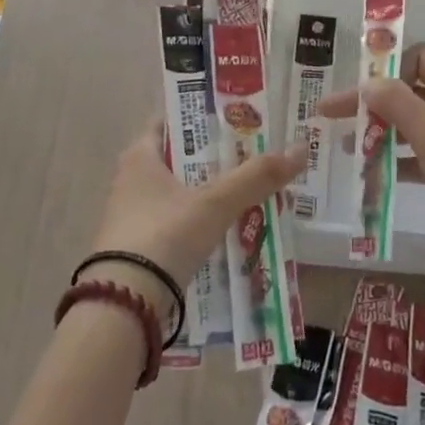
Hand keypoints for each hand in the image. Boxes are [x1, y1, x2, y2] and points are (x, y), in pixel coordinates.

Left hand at [88, 121, 306, 311]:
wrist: (123, 306)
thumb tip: (301, 149)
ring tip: (251, 191)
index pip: (171, 121)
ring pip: (181, 194)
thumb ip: (256, 177)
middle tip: (255, 155)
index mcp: (140, 156)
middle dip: (216, 159)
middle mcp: (131, 180)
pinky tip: (230, 229)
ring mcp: (132, 217)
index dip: (203, 117)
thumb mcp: (215, 202)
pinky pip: (178, 224)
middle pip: (180, 159)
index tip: (237, 118)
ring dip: (211, 193)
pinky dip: (201, 223)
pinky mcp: (138, 250)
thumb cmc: (164, 235)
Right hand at [320, 44, 424, 288]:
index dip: (385, 69)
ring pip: (415, 125)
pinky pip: (423, 155)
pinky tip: (373, 175)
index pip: (419, 59)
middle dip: (374, 103)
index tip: (353, 90)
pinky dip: (398, 160)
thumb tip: (367, 82)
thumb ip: (398, 104)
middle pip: (412, 92)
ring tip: (349, 149)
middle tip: (331, 116)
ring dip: (382, 133)